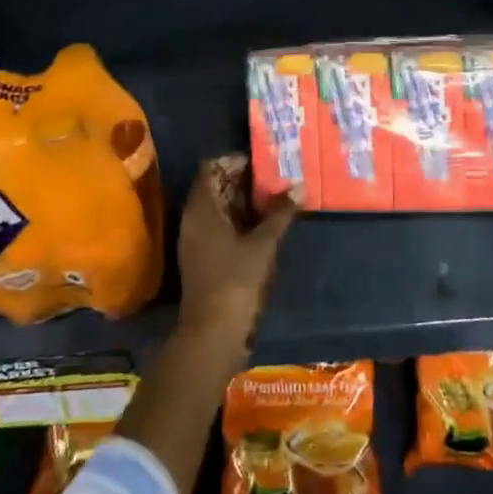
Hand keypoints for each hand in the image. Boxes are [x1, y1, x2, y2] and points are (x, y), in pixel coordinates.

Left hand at [175, 153, 298, 348]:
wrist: (213, 332)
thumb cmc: (235, 280)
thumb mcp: (263, 244)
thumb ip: (280, 214)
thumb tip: (299, 186)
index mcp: (201, 209)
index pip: (210, 169)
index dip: (233, 161)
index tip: (261, 162)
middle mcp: (193, 219)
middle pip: (214, 187)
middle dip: (242, 180)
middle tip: (275, 178)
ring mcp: (196, 240)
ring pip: (218, 208)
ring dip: (243, 201)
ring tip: (275, 198)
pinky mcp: (203, 257)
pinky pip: (220, 227)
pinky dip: (239, 221)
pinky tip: (265, 225)